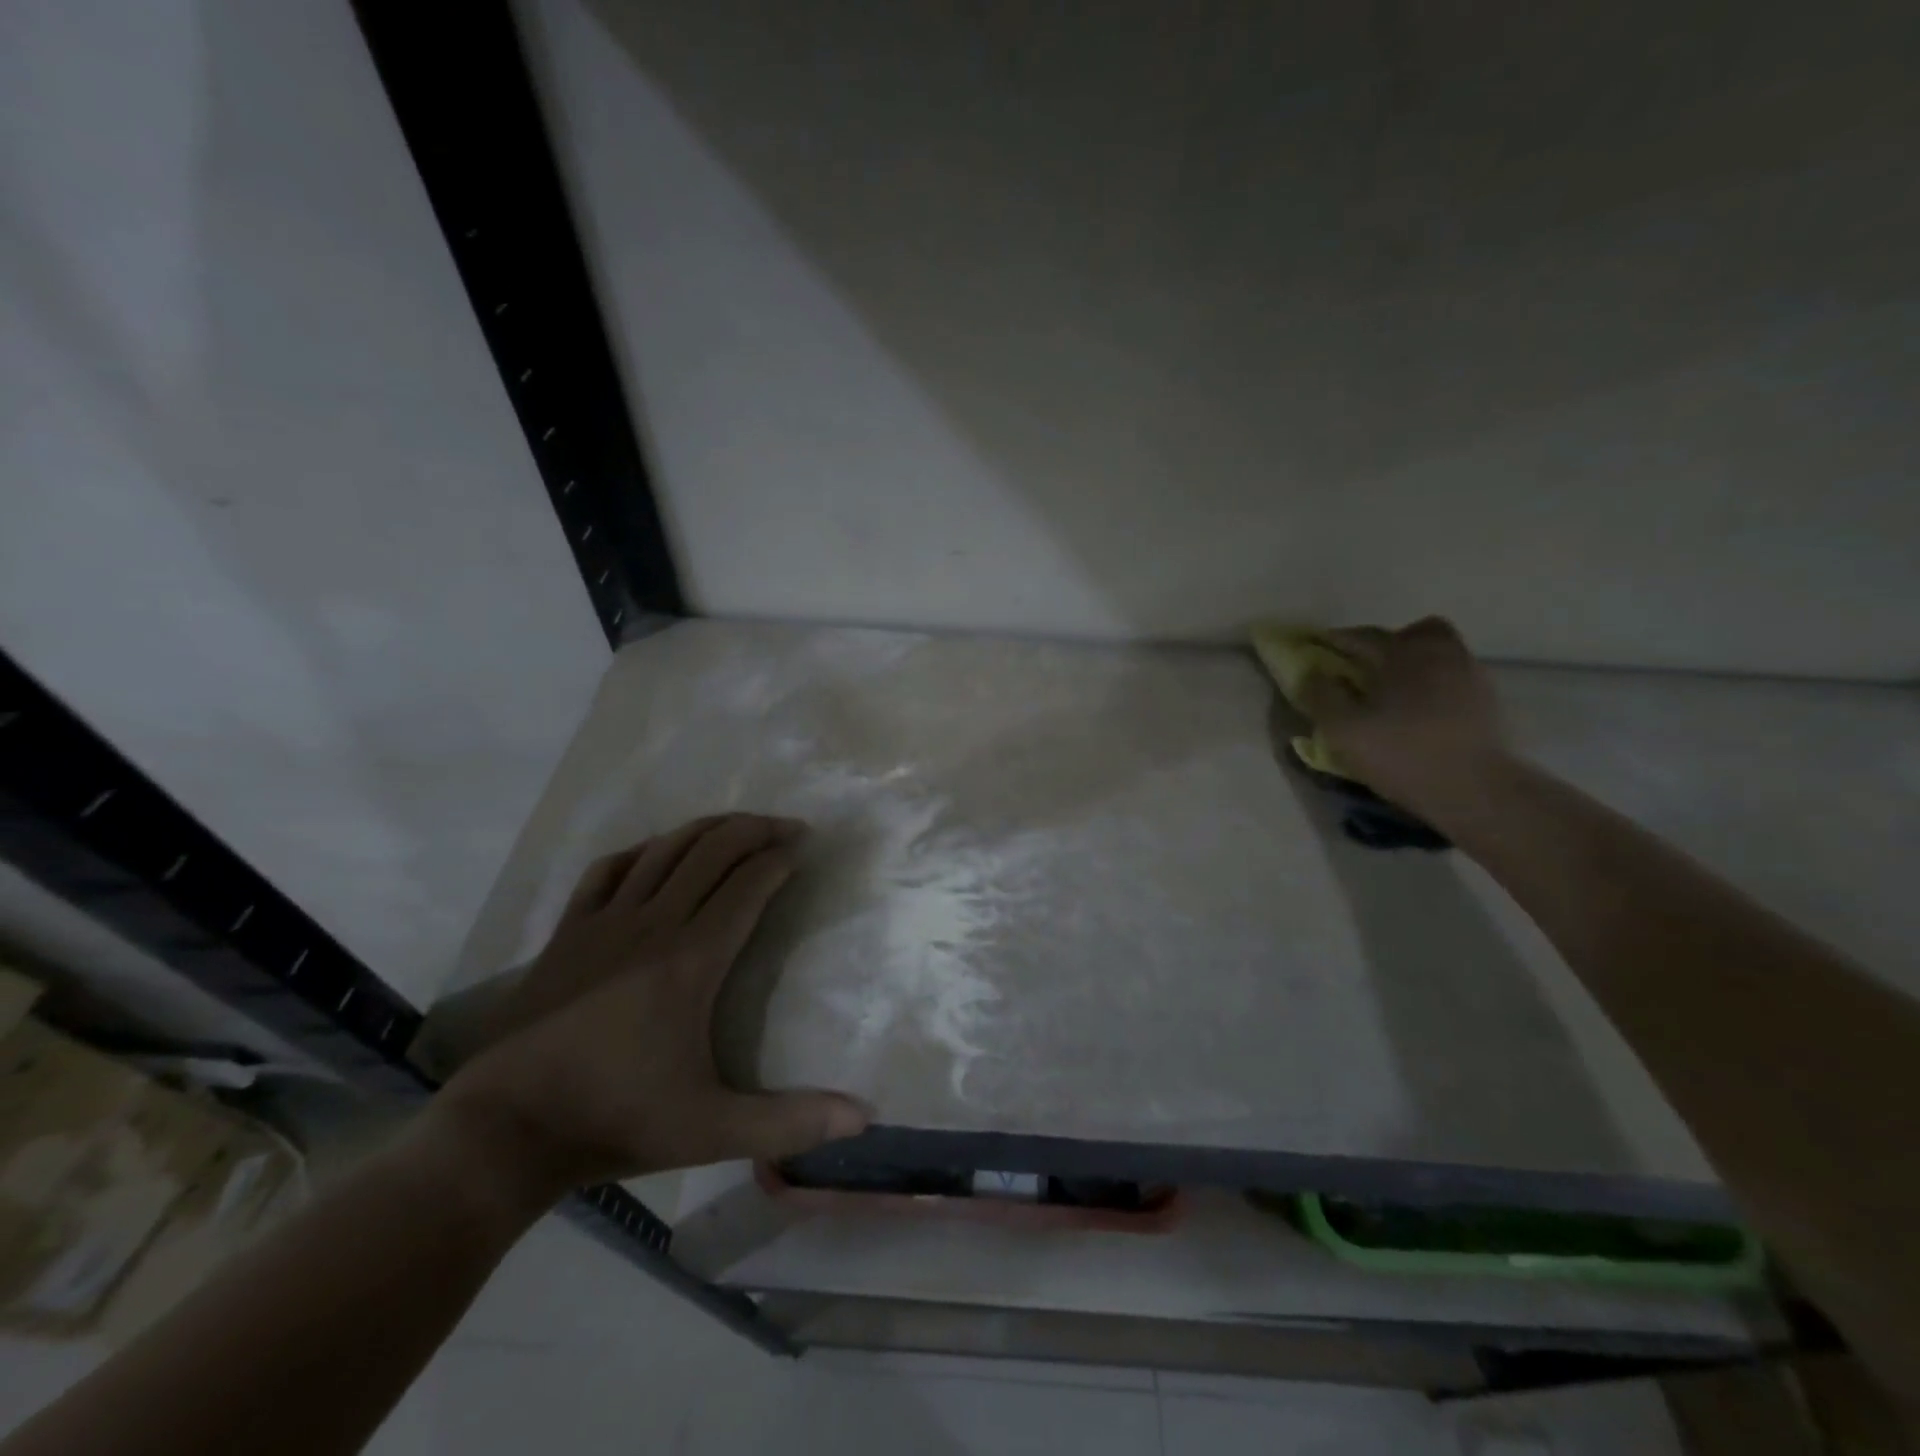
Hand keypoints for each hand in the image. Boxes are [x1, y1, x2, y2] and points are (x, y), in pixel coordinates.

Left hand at [428, 814, 870, 1208]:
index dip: (780, 857)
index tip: (805, 846)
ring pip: (664, 850)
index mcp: (692, 960)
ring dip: (706, 829)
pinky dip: (642, 850)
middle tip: (786, 827)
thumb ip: (791, 1123)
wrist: (504, 1132)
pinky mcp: (568, 932)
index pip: (747, 885)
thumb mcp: (712, 1131)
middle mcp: (653, 925)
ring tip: (737, 826)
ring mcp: (605, 922)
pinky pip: (609, 870)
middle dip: (754, 829)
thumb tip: (864, 1117)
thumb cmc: (616, 1122)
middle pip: (711, 851)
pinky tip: (656, 852)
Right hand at [1299, 617, 1513, 816]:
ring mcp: (1472, 676)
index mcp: (1402, 654)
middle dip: (1390, 643)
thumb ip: (1321, 696)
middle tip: (1370, 667)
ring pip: (1441, 654)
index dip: (1336, 640)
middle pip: (1416, 632)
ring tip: (1396, 693)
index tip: (1318, 647)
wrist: (1477, 791)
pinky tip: (1424, 713)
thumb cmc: (1402, 754)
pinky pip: (1456, 680)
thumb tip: (1311, 673)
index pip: (1361, 636)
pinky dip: (1437, 687)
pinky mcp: (1490, 703)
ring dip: (1416, 665)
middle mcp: (1441, 654)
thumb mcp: (1342, 729)